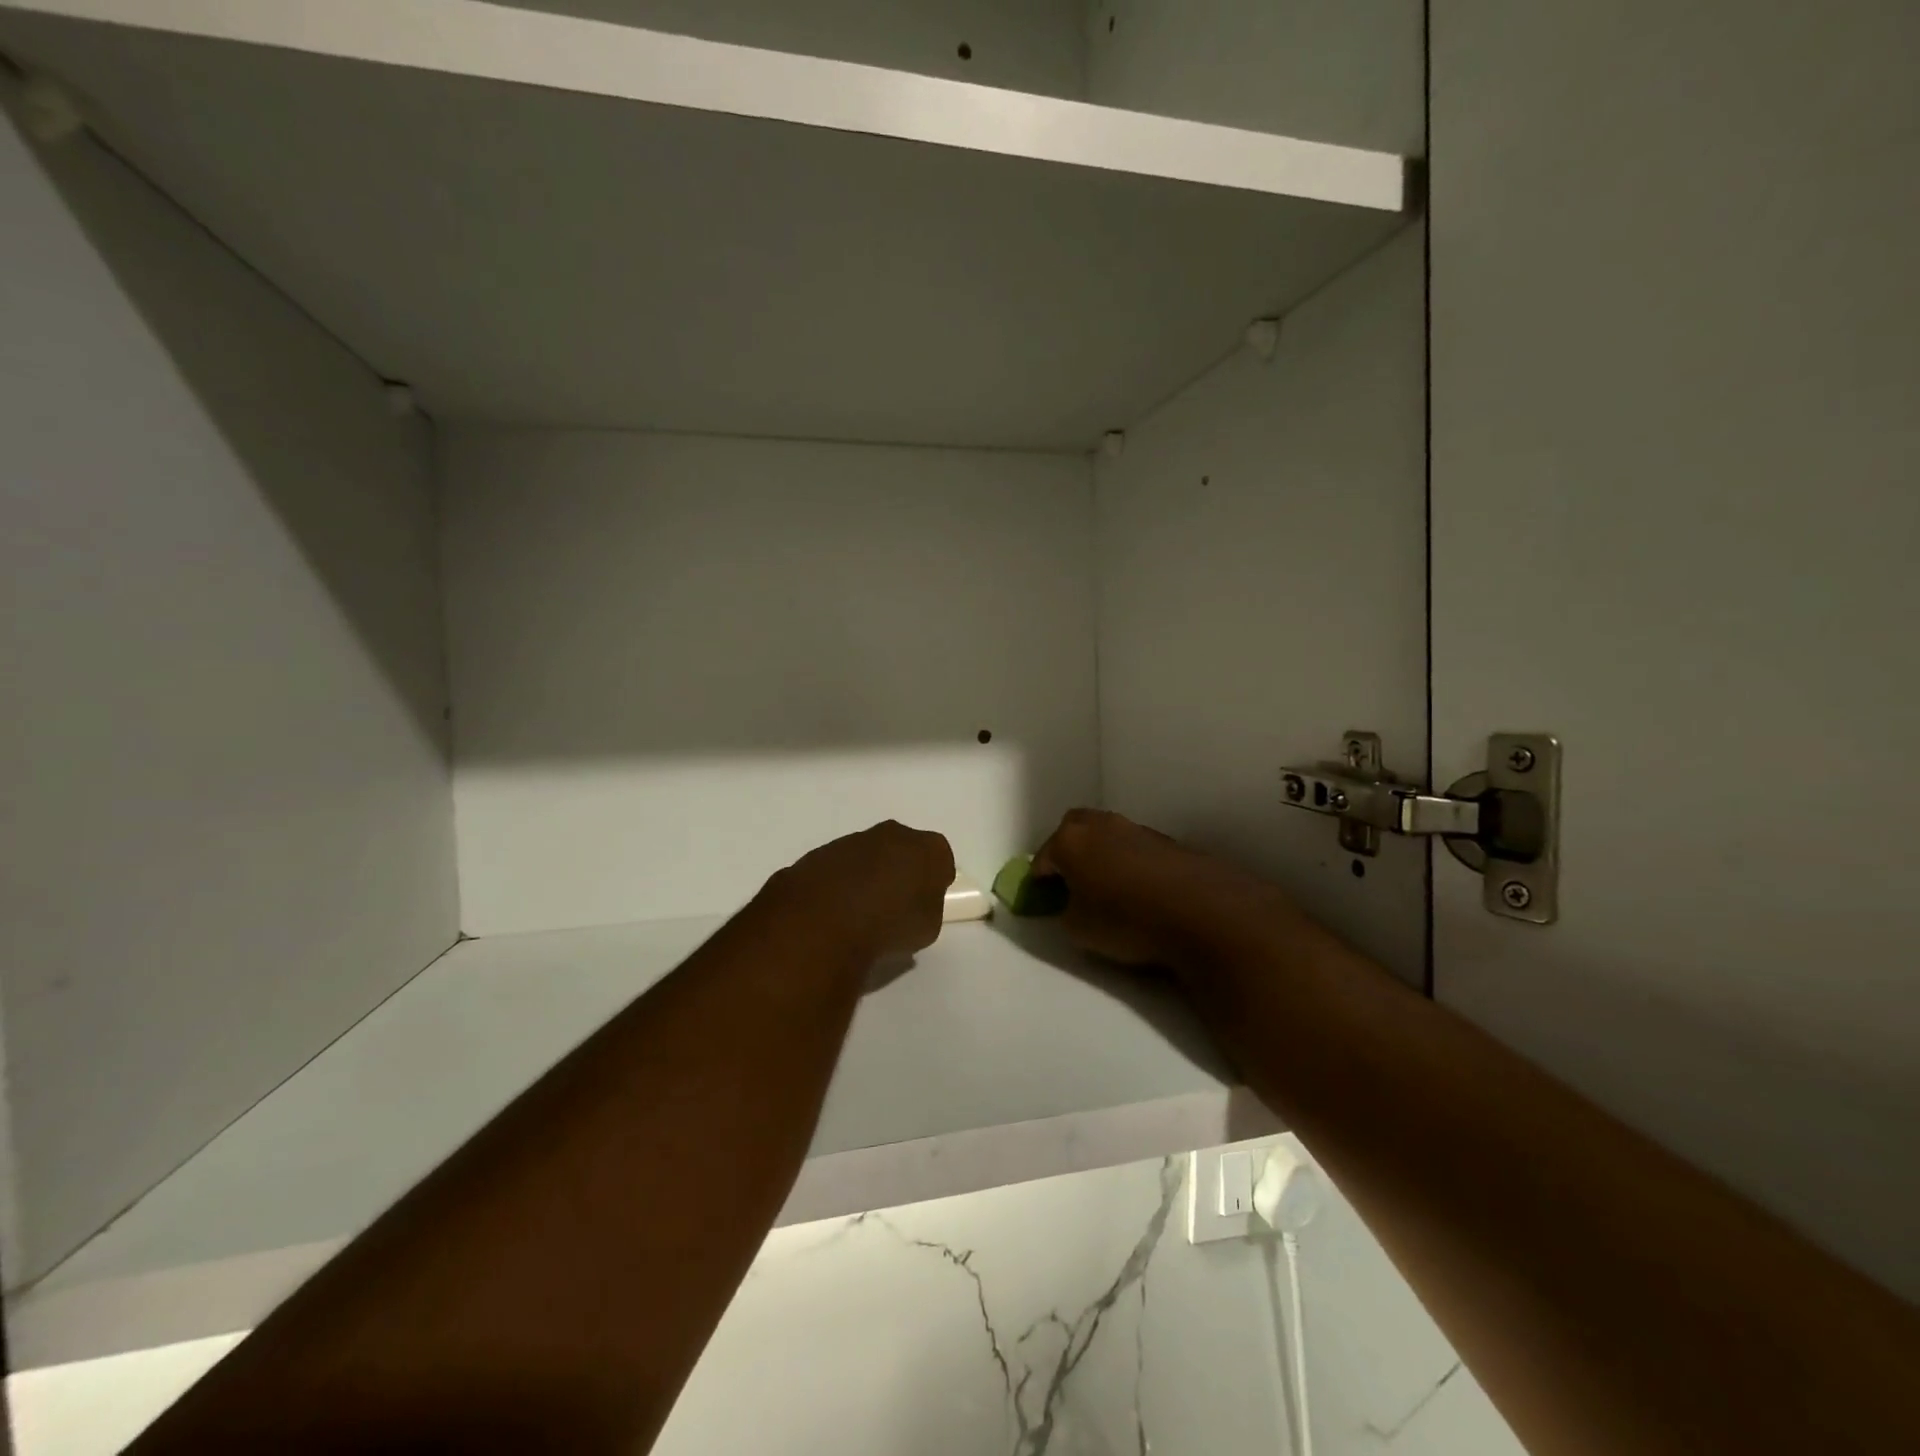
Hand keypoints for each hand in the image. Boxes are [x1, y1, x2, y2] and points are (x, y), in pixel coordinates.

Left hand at [763, 821, 954, 962]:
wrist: (823, 922)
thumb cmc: (889, 925)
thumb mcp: (927, 928)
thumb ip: (926, 908)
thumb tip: (913, 904)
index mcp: (927, 849)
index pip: (940, 859)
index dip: (935, 881)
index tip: (926, 901)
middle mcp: (892, 834)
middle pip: (903, 849)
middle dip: (901, 870)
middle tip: (896, 903)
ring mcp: (852, 840)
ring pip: (868, 855)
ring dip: (867, 876)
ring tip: (861, 911)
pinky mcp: (819, 853)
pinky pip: (839, 868)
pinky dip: (840, 884)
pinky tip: (835, 911)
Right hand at [1033, 809, 1283, 968]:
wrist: (1202, 912)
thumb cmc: (1126, 919)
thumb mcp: (1078, 928)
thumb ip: (1065, 910)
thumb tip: (1072, 902)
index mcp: (1070, 840)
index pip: (1042, 857)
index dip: (1039, 880)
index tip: (1042, 899)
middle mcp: (1101, 825)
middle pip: (1074, 830)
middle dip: (1068, 852)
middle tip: (1071, 882)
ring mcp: (1137, 829)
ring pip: (1108, 836)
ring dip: (1102, 856)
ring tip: (1108, 888)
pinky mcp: (1168, 842)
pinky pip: (1136, 849)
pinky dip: (1130, 863)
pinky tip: (1140, 890)